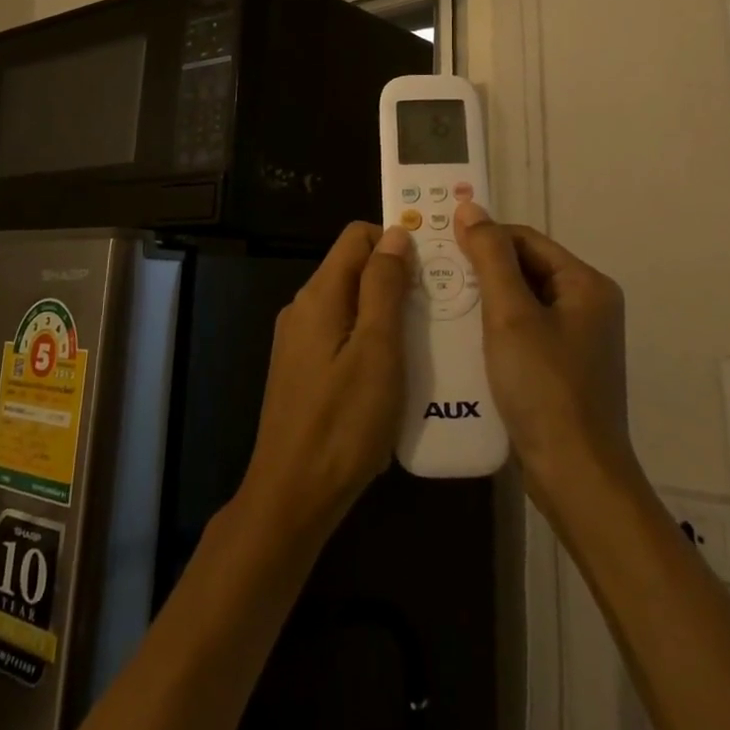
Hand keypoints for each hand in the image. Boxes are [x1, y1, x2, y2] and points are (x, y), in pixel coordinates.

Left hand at [235, 222, 410, 542]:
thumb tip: (395, 234)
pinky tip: (395, 369)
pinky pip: (341, 333)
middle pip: (353, 268)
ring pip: (350, 303)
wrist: (293, 495)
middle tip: (437, 306)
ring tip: (424, 337)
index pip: (356, 236)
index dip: (394, 241)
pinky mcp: (302, 368)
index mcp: (319, 295)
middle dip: (395, 278)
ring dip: (386, 311)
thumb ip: (384, 287)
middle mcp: (303, 308)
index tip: (431, 267)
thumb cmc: (344, 422)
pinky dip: (370, 338)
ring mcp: (299, 340)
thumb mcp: (377, 350)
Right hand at [453, 204, 637, 508]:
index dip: (483, 237)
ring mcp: (576, 340)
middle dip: (479, 270)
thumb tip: (470, 208)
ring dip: (482, 300)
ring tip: (439, 303)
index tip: (439, 245)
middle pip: (524, 269)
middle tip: (433, 275)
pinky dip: (492, 329)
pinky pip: (522, 332)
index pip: (526, 239)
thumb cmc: (544, 388)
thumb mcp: (511, 315)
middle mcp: (587, 306)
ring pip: (520, 302)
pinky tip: (460, 338)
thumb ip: (490, 258)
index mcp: (586, 285)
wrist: (575, 478)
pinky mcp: (561, 369)